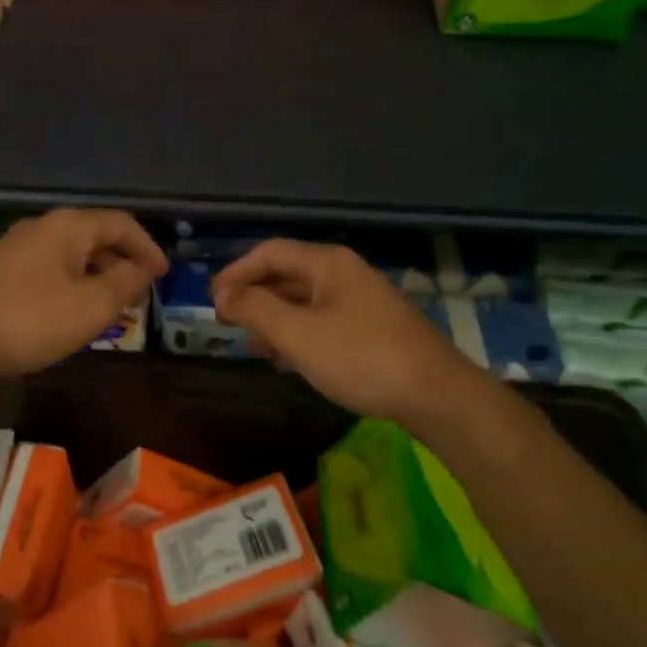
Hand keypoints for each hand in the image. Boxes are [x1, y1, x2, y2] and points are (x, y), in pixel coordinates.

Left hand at [0, 208, 167, 381]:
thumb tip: (142, 268)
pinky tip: (70, 312)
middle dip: (123, 262)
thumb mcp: (91, 306)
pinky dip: (71, 284)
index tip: (164, 275)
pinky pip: (48, 269)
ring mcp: (15, 248)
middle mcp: (42, 227)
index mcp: (69, 226)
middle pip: (95, 236)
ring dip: (97, 276)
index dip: (148, 247)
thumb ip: (125, 283)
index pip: (122, 223)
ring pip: (70, 255)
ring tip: (111, 307)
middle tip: (140, 293)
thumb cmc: (30, 319)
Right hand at [212, 239, 477, 424]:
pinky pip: (322, 321)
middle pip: (286, 275)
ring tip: (253, 347)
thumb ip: (255, 309)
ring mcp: (361, 301)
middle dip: (253, 298)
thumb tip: (223, 295)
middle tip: (227, 325)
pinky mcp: (371, 328)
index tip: (212, 302)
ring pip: (303, 301)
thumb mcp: (297, 334)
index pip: (268, 253)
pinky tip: (288, 360)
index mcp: (327, 263)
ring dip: (273, 320)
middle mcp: (344, 273)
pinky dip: (297, 334)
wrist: (434, 394)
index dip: (235, 273)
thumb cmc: (359, 358)